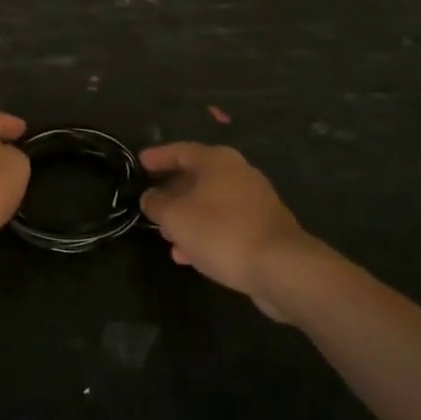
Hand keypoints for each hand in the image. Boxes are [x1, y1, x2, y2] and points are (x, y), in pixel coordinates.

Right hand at [140, 142, 314, 318]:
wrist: (282, 269)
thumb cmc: (222, 232)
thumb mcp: (176, 217)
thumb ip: (156, 203)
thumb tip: (149, 196)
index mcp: (218, 160)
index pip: (180, 151)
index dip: (157, 157)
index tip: (138, 164)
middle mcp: (238, 173)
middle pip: (196, 177)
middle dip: (171, 193)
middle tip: (150, 204)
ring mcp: (254, 201)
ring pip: (210, 204)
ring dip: (187, 218)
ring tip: (166, 237)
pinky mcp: (263, 228)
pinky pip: (225, 224)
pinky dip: (205, 234)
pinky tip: (189, 256)